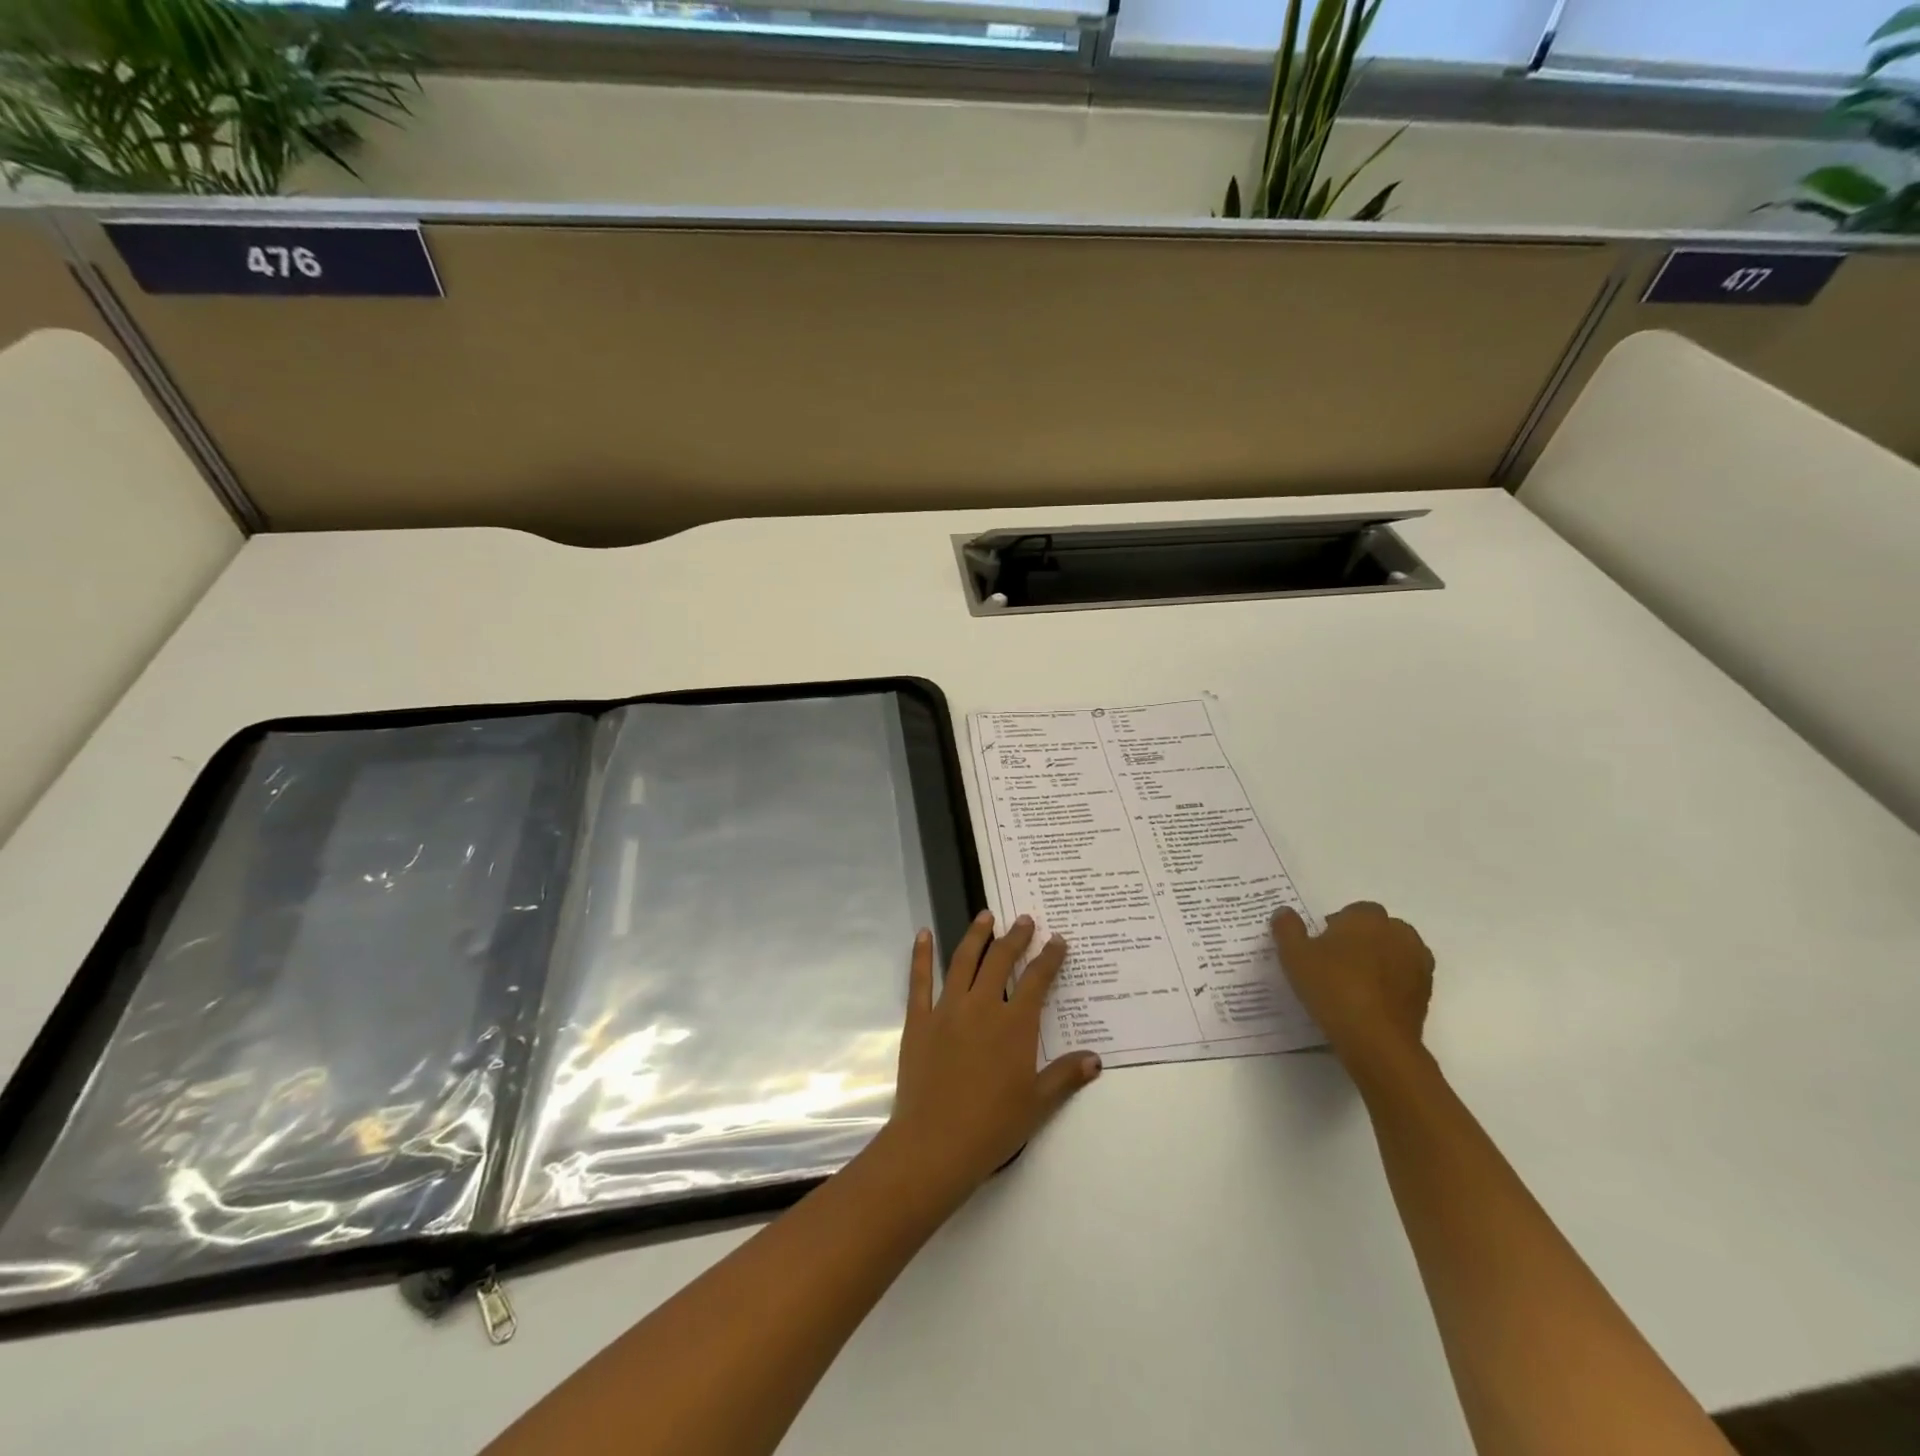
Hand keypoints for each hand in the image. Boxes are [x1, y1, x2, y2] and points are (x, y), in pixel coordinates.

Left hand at [882, 912, 1101, 1206]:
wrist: (936, 1143)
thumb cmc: (992, 1126)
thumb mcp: (1038, 1103)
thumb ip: (1066, 1076)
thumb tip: (1096, 1059)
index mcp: (1014, 1024)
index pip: (1037, 980)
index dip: (1049, 957)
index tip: (1058, 941)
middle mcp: (982, 1006)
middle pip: (1000, 960)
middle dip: (1015, 937)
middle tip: (1025, 920)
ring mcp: (947, 1009)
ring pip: (963, 961)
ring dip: (976, 935)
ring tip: (985, 916)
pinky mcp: (919, 1020)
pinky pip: (919, 980)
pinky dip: (921, 955)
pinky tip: (923, 934)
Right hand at [1272, 902, 1434, 1076]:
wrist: (1376, 1040)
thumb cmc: (1332, 987)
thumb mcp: (1294, 955)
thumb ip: (1287, 928)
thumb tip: (1284, 912)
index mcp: (1367, 918)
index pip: (1354, 910)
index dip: (1336, 925)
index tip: (1321, 945)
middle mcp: (1399, 933)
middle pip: (1378, 929)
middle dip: (1361, 940)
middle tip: (1336, 963)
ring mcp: (1418, 964)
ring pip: (1395, 953)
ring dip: (1379, 961)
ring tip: (1354, 983)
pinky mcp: (1426, 993)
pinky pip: (1404, 978)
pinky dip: (1390, 984)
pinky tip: (1370, 1002)